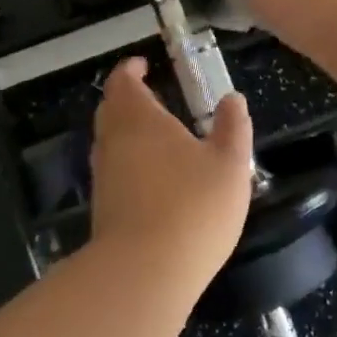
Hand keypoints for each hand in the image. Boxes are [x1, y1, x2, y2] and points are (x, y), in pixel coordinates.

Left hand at [89, 57, 253, 276]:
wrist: (145, 270)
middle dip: (128, 98)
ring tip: (156, 135)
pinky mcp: (103, 206)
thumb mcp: (229, 164)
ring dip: (126, 131)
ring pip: (108, 140)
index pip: (123, 81)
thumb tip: (233, 98)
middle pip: (111, 109)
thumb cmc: (193, 207)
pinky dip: (127, 161)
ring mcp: (103, 175)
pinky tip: (152, 177)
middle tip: (152, 97)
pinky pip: (112, 169)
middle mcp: (113, 141)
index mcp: (139, 119)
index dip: (131, 70)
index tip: (143, 66)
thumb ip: (233, 127)